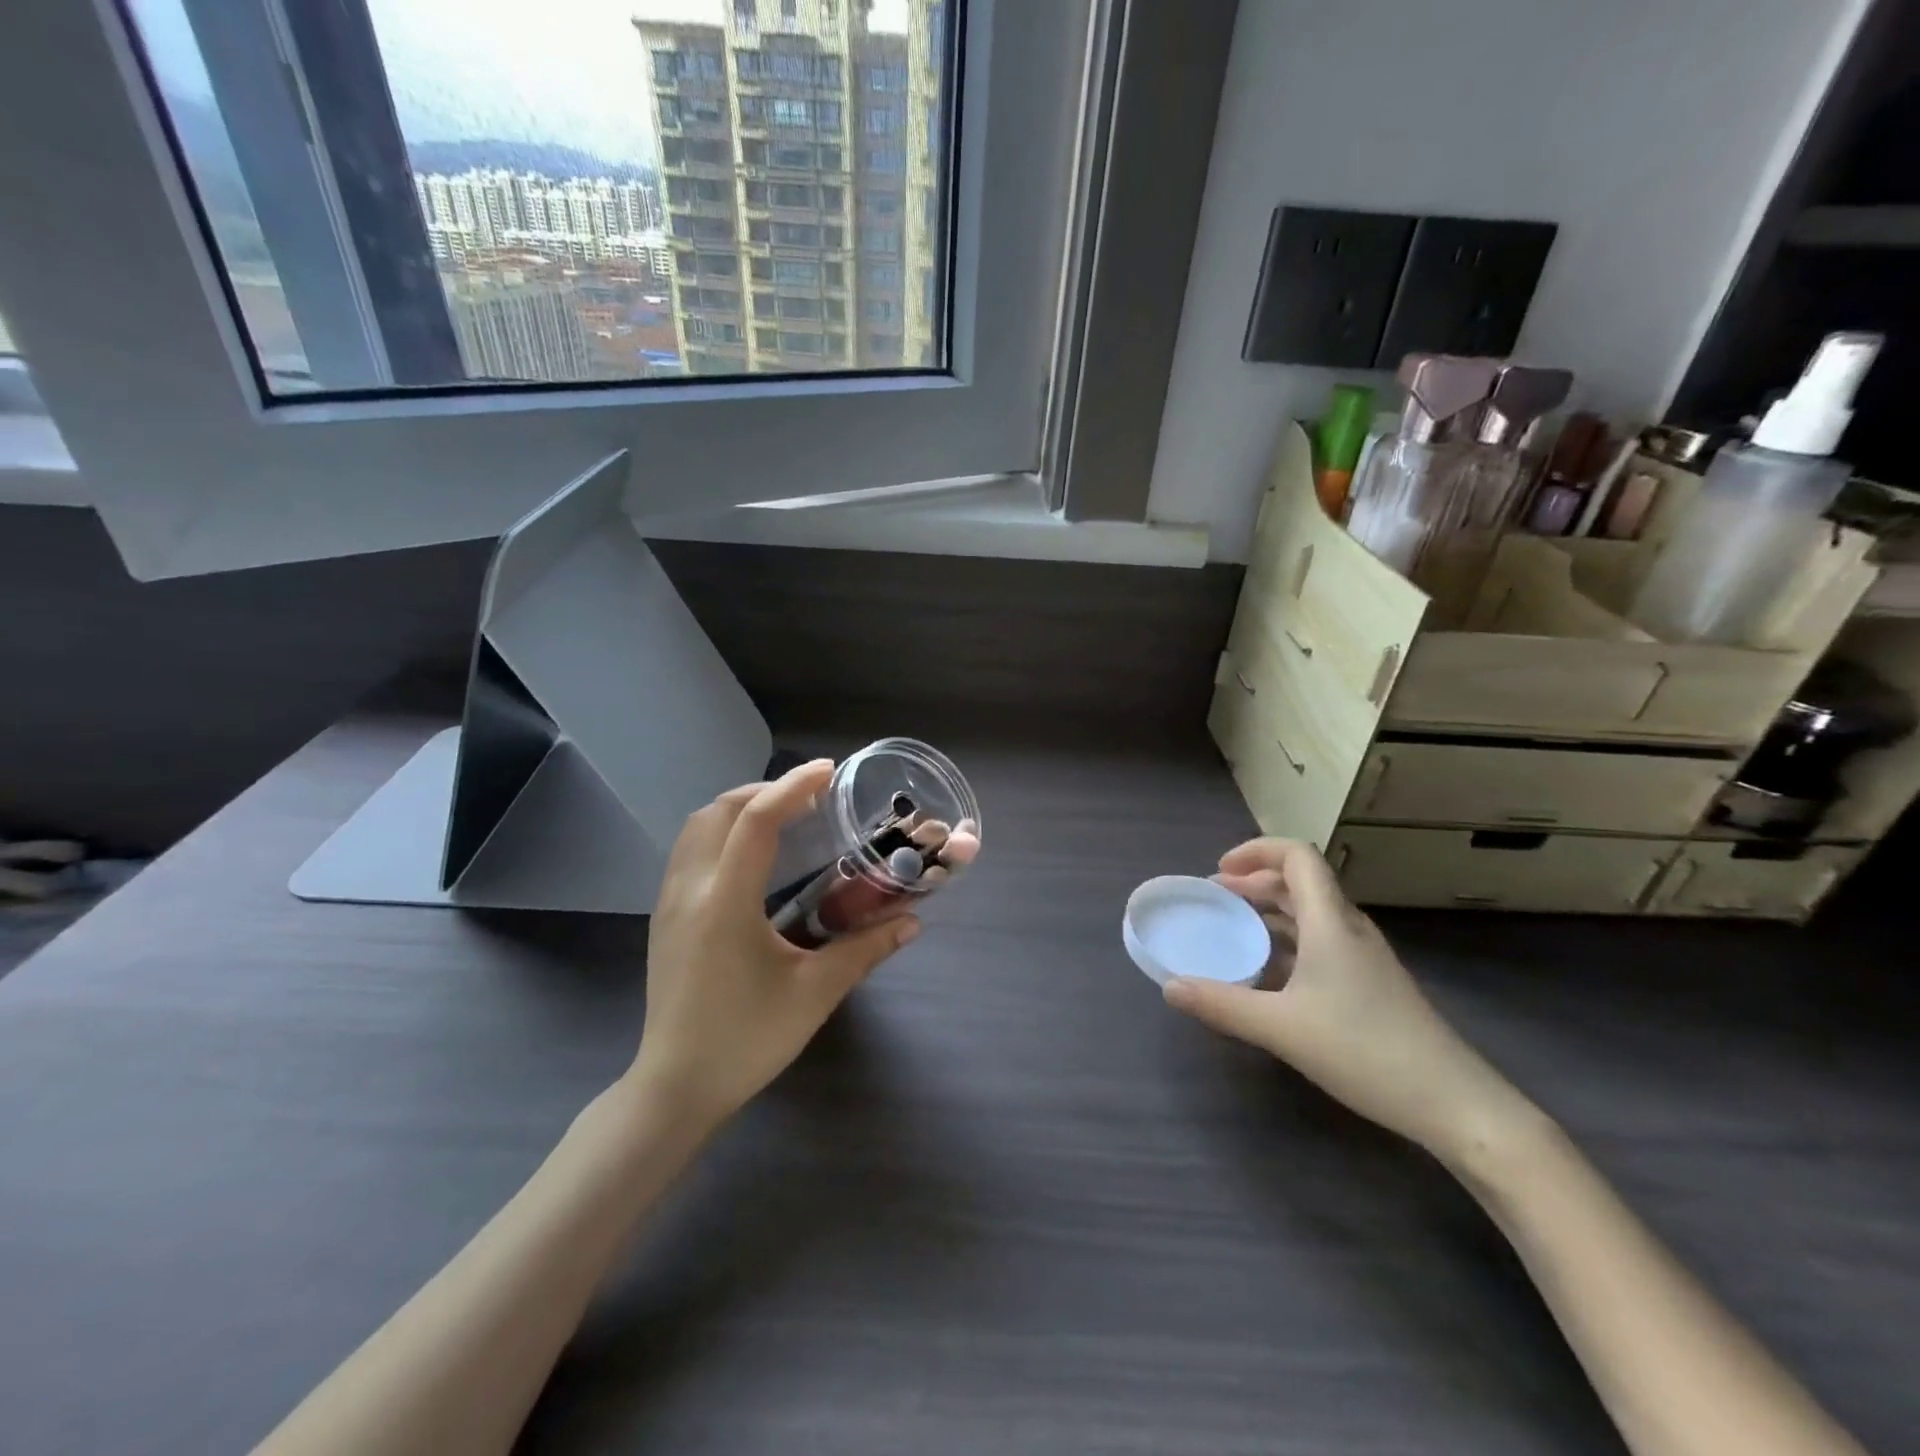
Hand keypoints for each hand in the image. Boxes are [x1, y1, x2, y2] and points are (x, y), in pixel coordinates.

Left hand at [630, 760, 919, 1126]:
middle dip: (766, 791)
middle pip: (719, 810)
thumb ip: (865, 950)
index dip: (793, 787)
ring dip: (739, 808)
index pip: (755, 821)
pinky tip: (752, 857)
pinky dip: (721, 831)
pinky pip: (689, 850)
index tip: (828, 772)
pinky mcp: (664, 917)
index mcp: (726, 903)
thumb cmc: (746, 1040)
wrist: (676, 1088)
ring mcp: (669, 902)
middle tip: (811, 798)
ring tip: (783, 817)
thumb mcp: (814, 994)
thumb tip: (913, 922)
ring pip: (696, 826)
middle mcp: (690, 890)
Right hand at [1163, 838, 1534, 1158]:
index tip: (1219, 872)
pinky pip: (1320, 943)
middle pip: (1300, 882)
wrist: (1454, 1103)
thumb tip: (1169, 987)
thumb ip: (1222, 1005)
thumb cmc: (1365, 1050)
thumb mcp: (1282, 1028)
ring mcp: (1363, 957)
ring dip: (1269, 913)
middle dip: (1253, 882)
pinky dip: (1287, 943)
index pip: (1297, 856)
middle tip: (1214, 900)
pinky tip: (1267, 975)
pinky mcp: (1370, 983)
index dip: (1255, 851)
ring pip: (1310, 914)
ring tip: (1233, 930)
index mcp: (1330, 922)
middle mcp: (1348, 929)